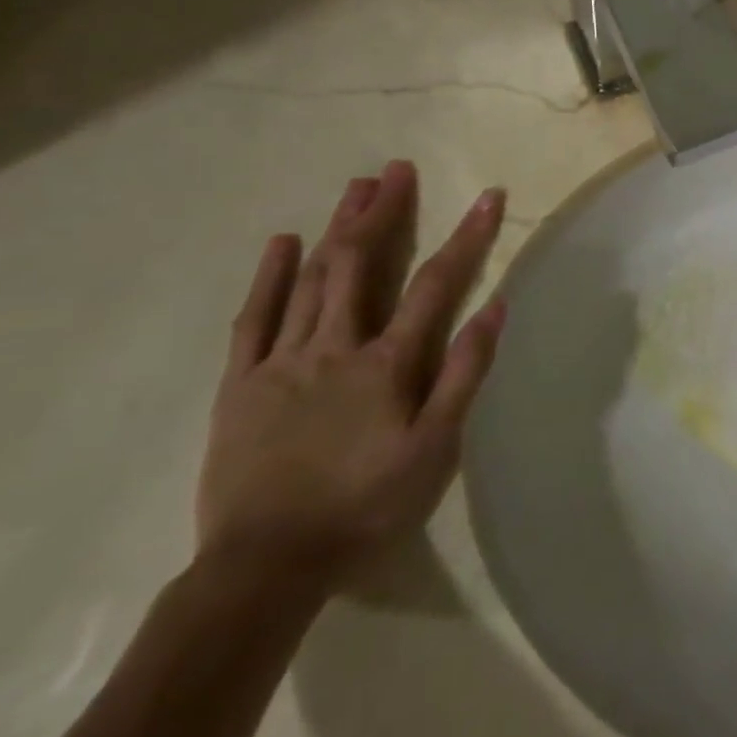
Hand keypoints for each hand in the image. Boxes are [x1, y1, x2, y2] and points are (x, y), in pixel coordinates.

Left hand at [197, 161, 507, 583]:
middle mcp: (336, 347)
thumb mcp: (436, 448)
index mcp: (388, 363)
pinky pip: (254, 318)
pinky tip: (282, 242)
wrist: (265, 566)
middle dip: (383, 212)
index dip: (467, 236)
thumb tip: (496, 307)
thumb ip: (465, 374)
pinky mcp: (241, 383)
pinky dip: (269, 277)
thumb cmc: (366, 505)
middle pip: (363, 264)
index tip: (490, 196)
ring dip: (338, 229)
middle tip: (397, 170)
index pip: (437, 284)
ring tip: (356, 187)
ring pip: (313, 280)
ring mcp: (283, 361)